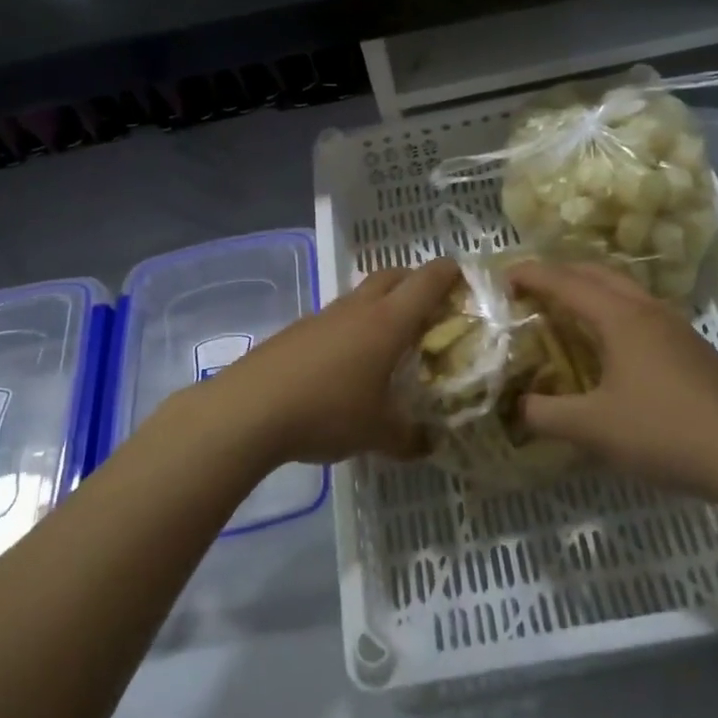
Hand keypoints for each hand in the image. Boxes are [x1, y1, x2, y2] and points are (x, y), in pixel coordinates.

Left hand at [180, 258, 460, 467]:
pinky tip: (349, 362)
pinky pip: (337, 317)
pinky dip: (353, 327)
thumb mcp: (377, 433)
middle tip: (432, 307)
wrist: (250, 409)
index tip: (466, 280)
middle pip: (393, 275)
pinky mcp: (298, 330)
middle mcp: (358, 308)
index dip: (450, 274)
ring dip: (382, 304)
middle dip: (416, 282)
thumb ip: (409, 437)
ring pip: (362, 295)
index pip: (427, 281)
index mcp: (388, 322)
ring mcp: (324, 316)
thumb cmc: (327, 411)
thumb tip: (429, 443)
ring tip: (391, 340)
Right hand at [507, 260, 717, 493]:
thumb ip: (546, 414)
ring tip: (564, 311)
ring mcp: (673, 326)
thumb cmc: (664, 432)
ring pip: (623, 290)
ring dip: (589, 290)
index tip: (501, 276)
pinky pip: (639, 312)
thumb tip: (518, 406)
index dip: (531, 275)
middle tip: (529, 290)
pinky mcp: (689, 347)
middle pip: (596, 273)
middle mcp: (646, 310)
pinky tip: (608, 345)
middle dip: (559, 273)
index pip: (565, 282)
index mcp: (620, 317)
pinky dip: (611, 311)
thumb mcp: (593, 428)